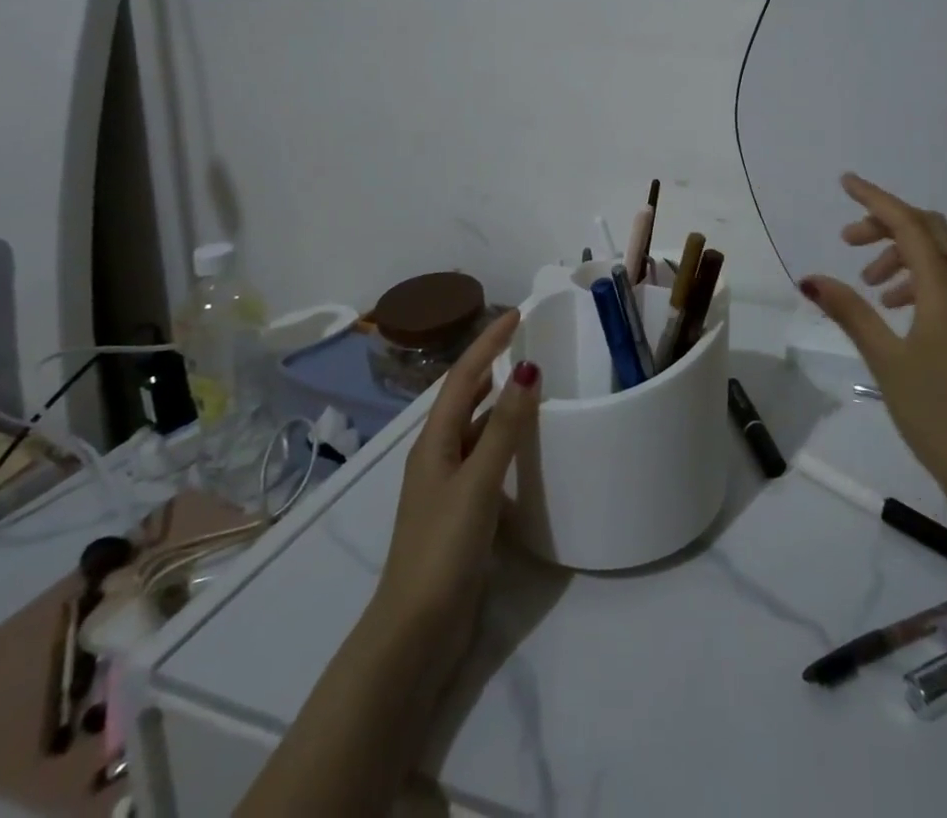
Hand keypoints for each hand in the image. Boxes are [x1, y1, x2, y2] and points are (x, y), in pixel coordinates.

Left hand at [364, 310, 539, 698]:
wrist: (414, 633)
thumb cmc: (442, 548)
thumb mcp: (477, 482)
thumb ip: (504, 427)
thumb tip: (527, 369)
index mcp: (434, 442)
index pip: (464, 377)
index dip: (488, 343)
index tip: (517, 314)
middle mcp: (437, 455)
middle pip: (465, 396)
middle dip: (492, 365)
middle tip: (528, 342)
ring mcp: (447, 485)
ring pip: (476, 427)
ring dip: (499, 401)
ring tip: (533, 382)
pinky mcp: (461, 511)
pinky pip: (485, 458)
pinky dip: (505, 439)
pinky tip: (527, 445)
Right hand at [801, 173, 946, 504]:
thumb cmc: (937, 414)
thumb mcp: (885, 360)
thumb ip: (850, 312)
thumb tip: (811, 279)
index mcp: (946, 290)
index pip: (910, 224)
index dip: (876, 199)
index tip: (845, 183)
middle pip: (929, 231)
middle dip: (887, 224)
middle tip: (848, 241)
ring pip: (939, 256)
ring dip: (900, 253)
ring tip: (867, 284)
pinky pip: (946, 282)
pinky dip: (916, 278)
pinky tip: (894, 307)